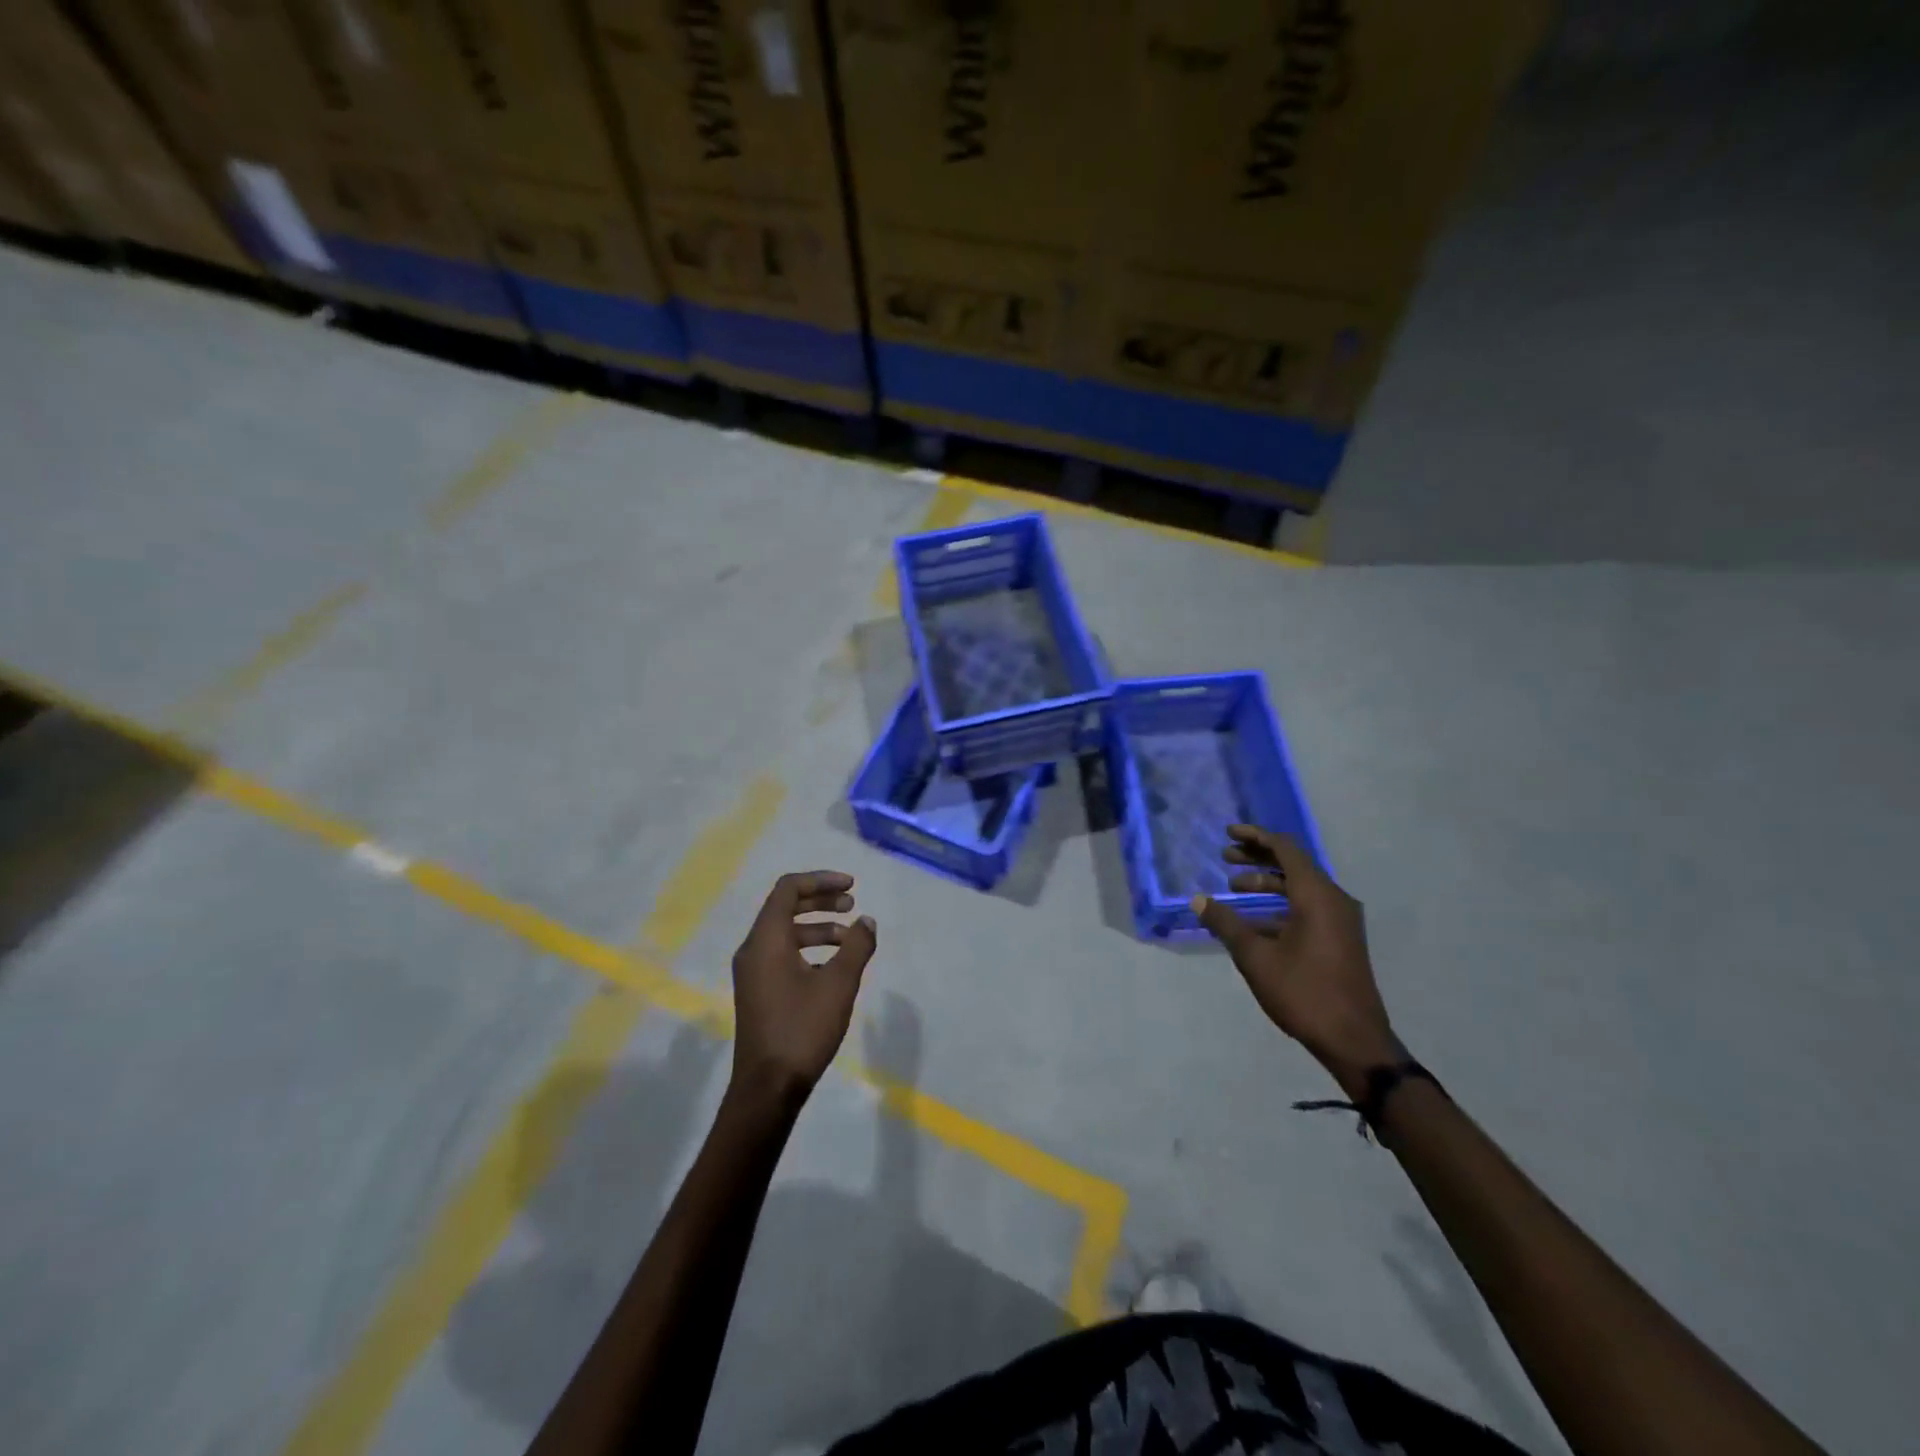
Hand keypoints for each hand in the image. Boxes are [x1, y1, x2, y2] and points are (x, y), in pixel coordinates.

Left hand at [730, 871, 876, 1105]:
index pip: (788, 889)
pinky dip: (808, 949)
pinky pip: (782, 954)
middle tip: (853, 905)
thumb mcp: (839, 984)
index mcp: (767, 940)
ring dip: (818, 927)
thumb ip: (857, 946)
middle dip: (821, 900)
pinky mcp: (758, 991)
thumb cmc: (802, 1028)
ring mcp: (753, 972)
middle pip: (785, 907)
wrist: (768, 1088)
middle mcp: (753, 949)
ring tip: (850, 938)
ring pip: (785, 933)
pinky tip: (833, 967)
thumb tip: (866, 922)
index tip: (852, 887)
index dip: (821, 880)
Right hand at [1194, 825, 1401, 1094]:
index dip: (1255, 837)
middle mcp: (1334, 900)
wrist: (1354, 1040)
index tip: (1227, 834)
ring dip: (1267, 883)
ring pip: (1300, 888)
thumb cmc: (1303, 992)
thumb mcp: (1256, 957)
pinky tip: (1253, 920)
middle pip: (1293, 865)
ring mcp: (1341, 921)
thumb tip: (1198, 900)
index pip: (1285, 849)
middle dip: (1258, 858)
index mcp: (1317, 895)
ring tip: (1234, 887)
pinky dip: (1280, 904)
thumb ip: (1226, 923)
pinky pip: (1307, 907)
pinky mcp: (1340, 939)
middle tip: (1225, 857)